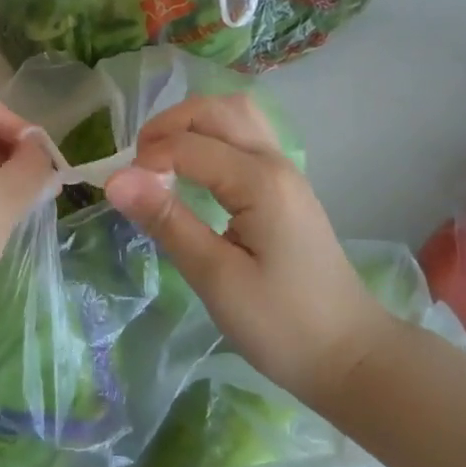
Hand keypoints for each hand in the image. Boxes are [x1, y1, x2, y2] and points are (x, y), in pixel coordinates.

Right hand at [104, 94, 396, 406]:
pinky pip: (245, 136)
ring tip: (163, 160)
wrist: (350, 356)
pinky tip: (195, 168)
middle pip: (215, 110)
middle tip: (138, 166)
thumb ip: (167, 221)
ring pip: (235, 114)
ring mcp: (285, 170)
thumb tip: (115, 180)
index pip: (189, 145)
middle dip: (168, 126)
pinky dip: (212, 136)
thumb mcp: (216, 278)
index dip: (147, 160)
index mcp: (260, 182)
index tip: (120, 192)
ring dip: (192, 124)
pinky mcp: (285, 186)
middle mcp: (275, 162)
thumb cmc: (282, 325)